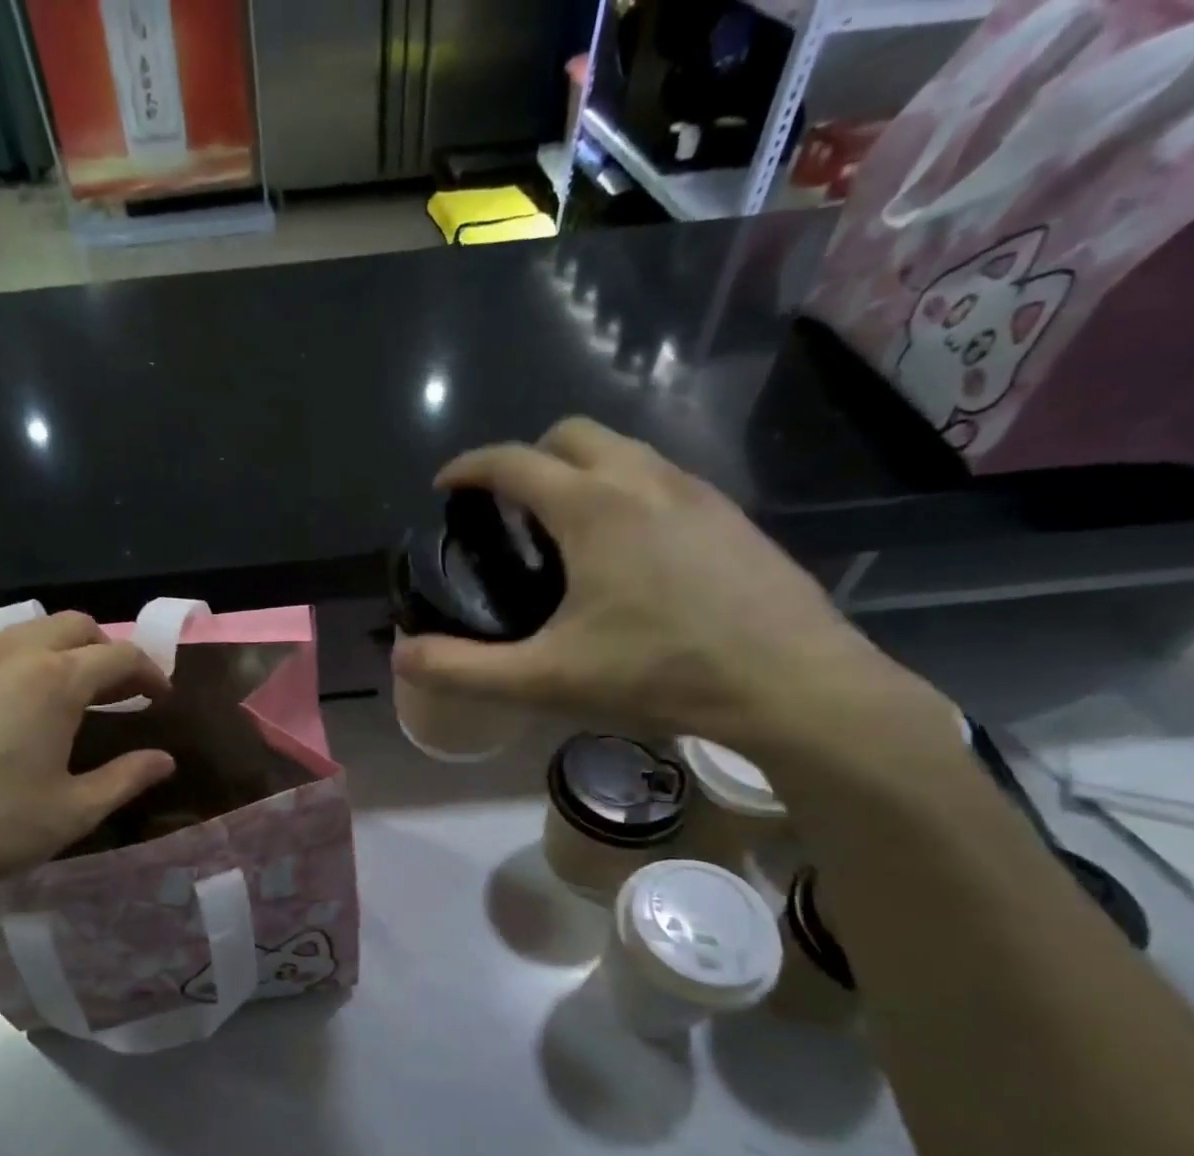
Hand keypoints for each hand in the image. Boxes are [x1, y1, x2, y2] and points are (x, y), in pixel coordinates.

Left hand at [0, 613, 174, 936]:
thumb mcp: (73, 811)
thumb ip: (126, 778)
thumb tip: (164, 760)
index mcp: (53, 681)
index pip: (119, 656)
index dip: (149, 672)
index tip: (160, 697)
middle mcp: (9, 655)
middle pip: (74, 626)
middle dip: (105, 650)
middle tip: (115, 692)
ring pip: (25, 634)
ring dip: (58, 653)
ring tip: (61, 699)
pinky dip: (14, 666)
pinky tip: (5, 711)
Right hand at [392, 417, 949, 753]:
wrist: (791, 683)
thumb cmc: (659, 672)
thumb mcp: (546, 679)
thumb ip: (464, 668)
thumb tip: (402, 655)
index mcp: (591, 508)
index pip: (513, 461)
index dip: (470, 467)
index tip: (446, 486)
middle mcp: (642, 480)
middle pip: (571, 435)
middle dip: (528, 457)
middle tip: (508, 508)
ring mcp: (695, 492)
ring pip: (623, 450)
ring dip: (580, 469)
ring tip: (563, 527)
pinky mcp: (730, 515)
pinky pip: (662, 477)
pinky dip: (625, 489)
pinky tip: (629, 549)